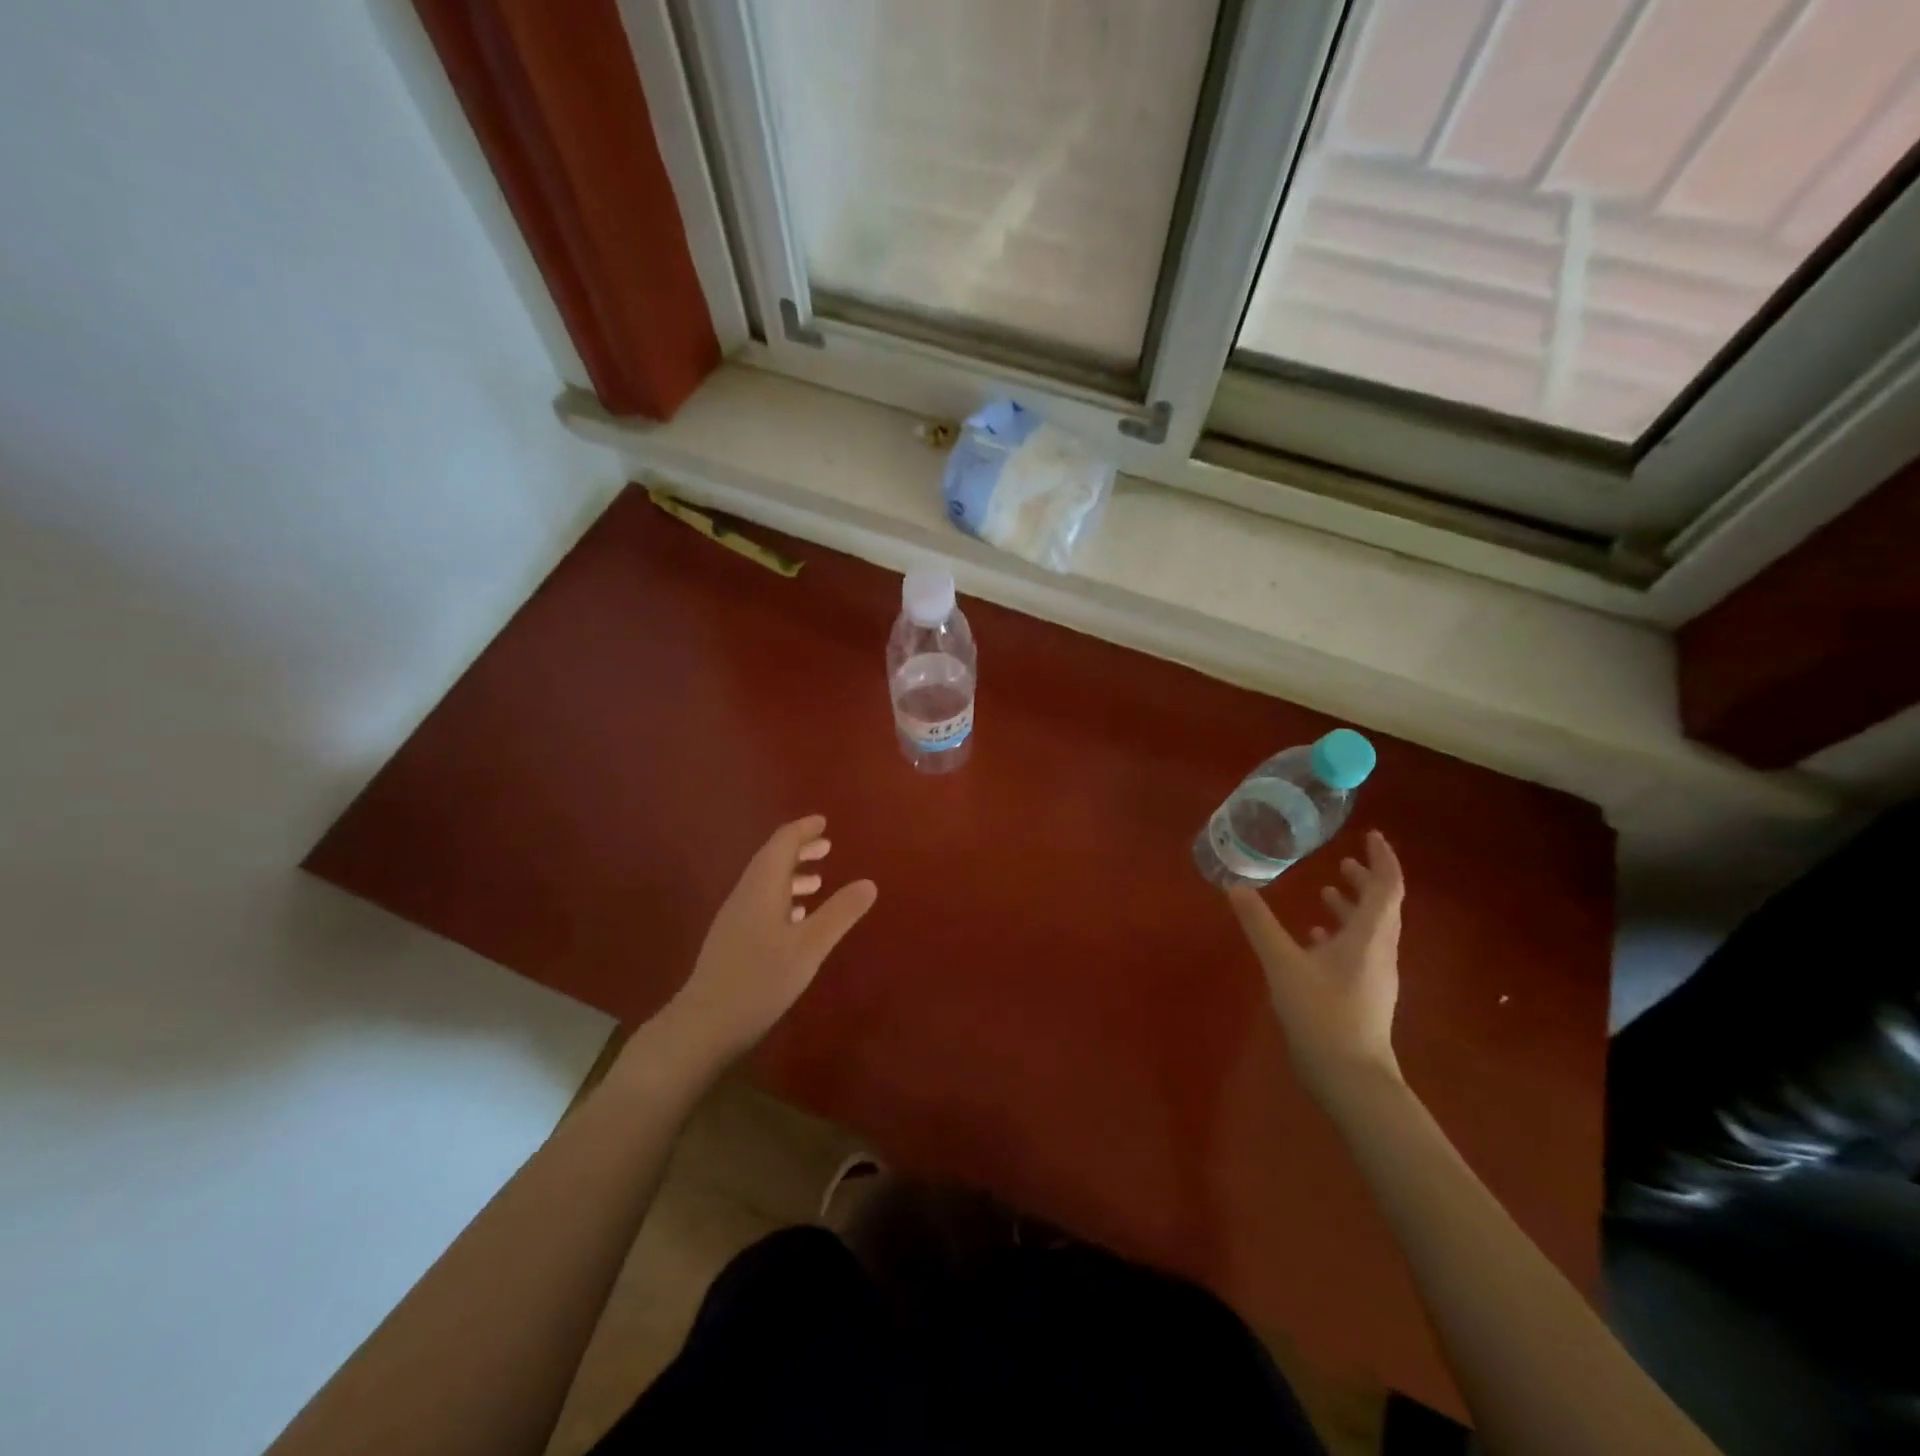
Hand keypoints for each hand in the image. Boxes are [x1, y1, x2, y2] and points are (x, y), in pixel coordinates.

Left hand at [665, 815, 877, 1063]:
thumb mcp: (809, 947)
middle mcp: (745, 895)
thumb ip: (840, 913)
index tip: (823, 822)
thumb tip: (869, 882)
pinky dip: (782, 898)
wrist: (704, 1025)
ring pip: (765, 884)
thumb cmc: (760, 980)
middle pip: (771, 860)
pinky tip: (795, 919)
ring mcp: (735, 919)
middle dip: (799, 850)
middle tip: (827, 846)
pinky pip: (761, 904)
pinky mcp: (732, 941)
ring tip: (818, 881)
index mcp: (762, 887)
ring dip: (792, 875)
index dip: (803, 830)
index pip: (782, 843)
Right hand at [1228, 829, 1405, 1107]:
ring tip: (1326, 892)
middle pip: (1383, 906)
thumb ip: (1259, 923)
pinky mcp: (1365, 995)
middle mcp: (1380, 951)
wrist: (1352, 1078)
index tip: (1371, 835)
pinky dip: (1342, 934)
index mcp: (1370, 936)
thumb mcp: (1283, 964)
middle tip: (1343, 861)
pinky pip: (1359, 951)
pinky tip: (1314, 939)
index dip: (1382, 858)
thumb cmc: (1322, 1014)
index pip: (1388, 886)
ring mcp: (1375, 976)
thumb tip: (1236, 886)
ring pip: (1371, 929)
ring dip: (1353, 906)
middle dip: (1366, 880)